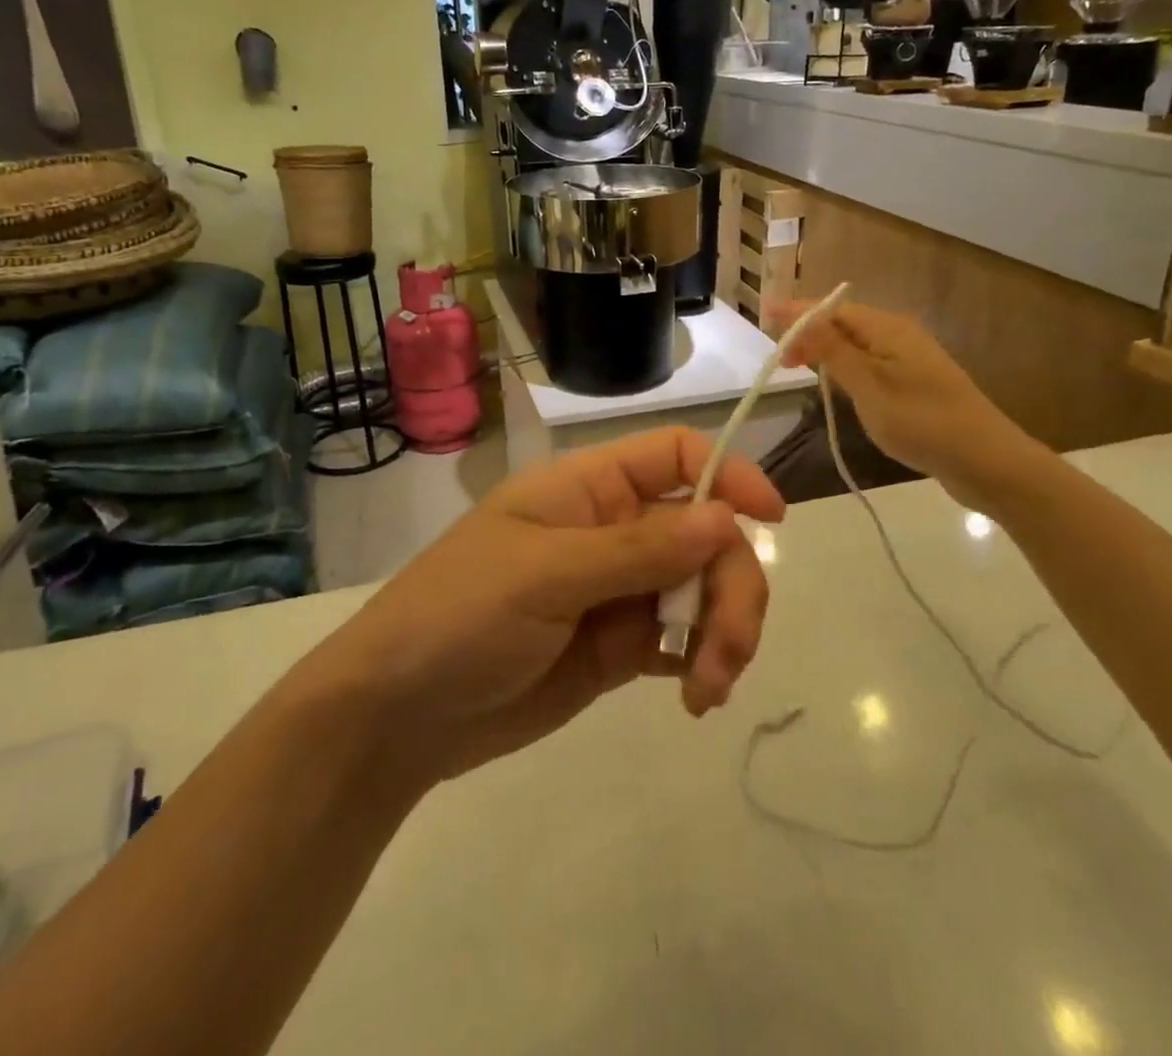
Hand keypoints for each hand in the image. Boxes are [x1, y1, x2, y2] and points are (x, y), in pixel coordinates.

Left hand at [312, 427, 782, 785]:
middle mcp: (612, 530)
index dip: (729, 474)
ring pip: (703, 589)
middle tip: (729, 647)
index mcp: (589, 489)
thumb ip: (637, 549)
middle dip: (732, 583)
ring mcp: (619, 590)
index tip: (772, 519)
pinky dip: (702, 663)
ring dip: (724, 631)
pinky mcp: (620, 647)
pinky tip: (696, 698)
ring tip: (708, 687)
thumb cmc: (458, 616)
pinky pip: (683, 640)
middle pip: (705, 533)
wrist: (399, 716)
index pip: (676, 455)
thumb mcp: (544, 575)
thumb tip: (726, 518)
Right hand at [769, 298, 1044, 513]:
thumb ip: (833, 352)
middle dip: (809, 332)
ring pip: (856, 345)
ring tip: (797, 367)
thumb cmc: (922, 422)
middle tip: (778, 358)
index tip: (764, 317)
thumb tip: (801, 318)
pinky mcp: (914, 384)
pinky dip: (845, 368)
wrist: (987, 462)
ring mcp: (909, 360)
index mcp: (888, 329)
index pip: (832, 310)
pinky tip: (835, 385)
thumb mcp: (869, 387)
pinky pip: (869, 364)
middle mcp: (899, 336)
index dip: (797, 313)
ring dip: (825, 351)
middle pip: (844, 323)